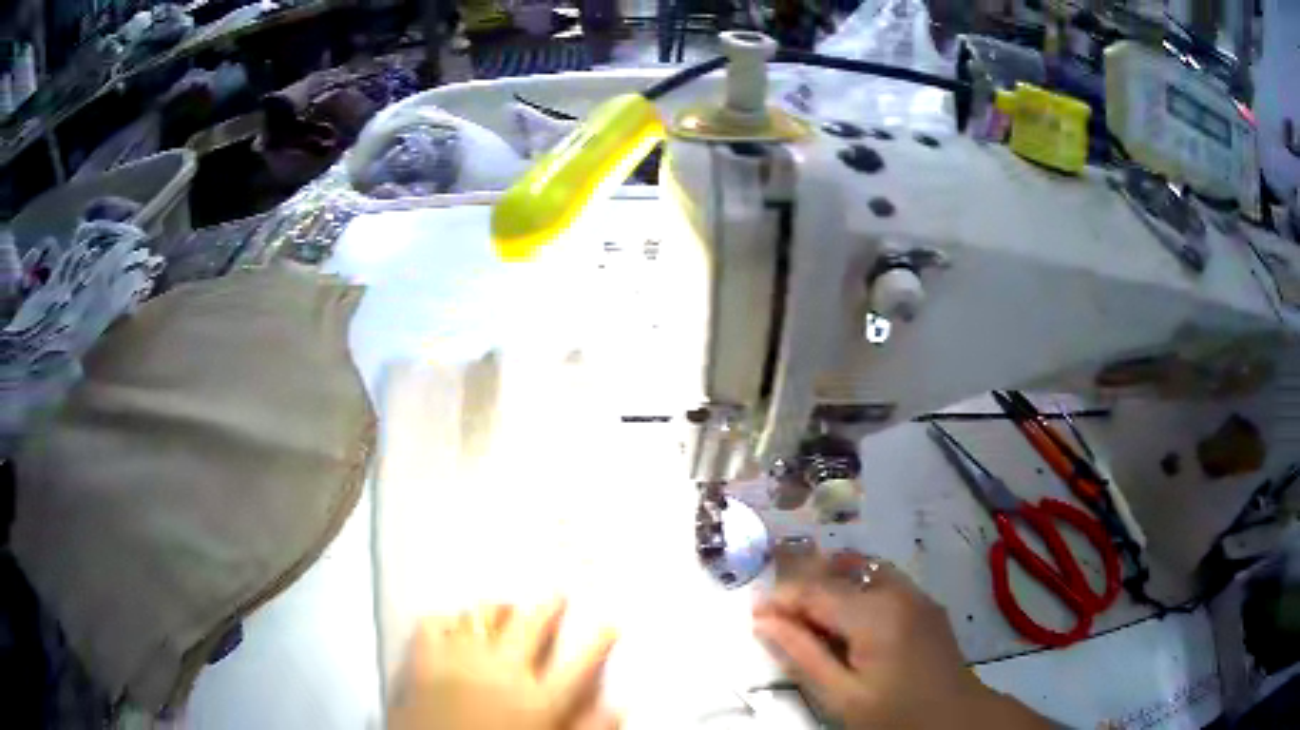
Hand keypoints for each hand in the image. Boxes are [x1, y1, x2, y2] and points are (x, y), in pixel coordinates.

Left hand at [387, 599, 618, 729]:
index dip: (599, 640)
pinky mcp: (424, 660)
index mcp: (539, 700)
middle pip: (532, 625)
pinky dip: (446, 620)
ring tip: (508, 606)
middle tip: (557, 596)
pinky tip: (453, 623)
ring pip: (484, 616)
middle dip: (549, 606)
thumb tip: (616, 707)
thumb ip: (586, 726)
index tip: (608, 624)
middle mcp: (503, 672)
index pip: (581, 662)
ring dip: (499, 609)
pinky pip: (434, 624)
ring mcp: (460, 660)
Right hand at [753, 550, 1049, 729]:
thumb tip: (763, 620)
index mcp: (876, 613)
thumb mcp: (841, 695)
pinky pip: (882, 581)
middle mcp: (897, 591)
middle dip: (803, 587)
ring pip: (862, 569)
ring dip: (830, 583)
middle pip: (839, 572)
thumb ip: (802, 654)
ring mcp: (916, 593)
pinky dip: (855, 589)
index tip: (753, 615)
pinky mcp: (925, 603)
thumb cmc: (895, 714)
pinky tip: (846, 619)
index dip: (780, 598)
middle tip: (777, 616)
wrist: (956, 719)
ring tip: (808, 614)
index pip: (815, 590)